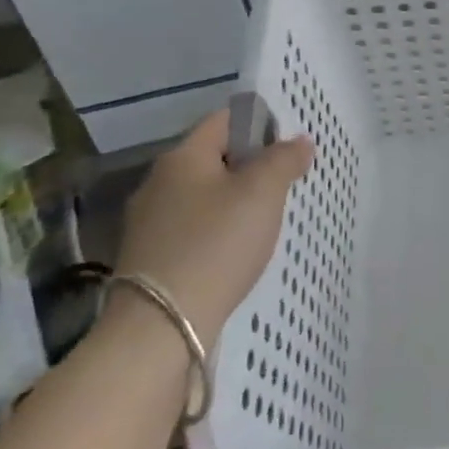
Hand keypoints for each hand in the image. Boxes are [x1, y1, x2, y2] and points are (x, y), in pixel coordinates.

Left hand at [115, 111, 313, 335]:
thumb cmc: (216, 244)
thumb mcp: (263, 193)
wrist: (160, 327)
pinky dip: (217, 231)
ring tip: (265, 220)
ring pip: (203, 196)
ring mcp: (149, 223)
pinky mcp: (149, 258)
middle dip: (249, 166)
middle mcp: (158, 182)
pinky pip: (192, 229)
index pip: (224, 121)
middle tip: (283, 184)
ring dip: (233, 201)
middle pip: (213, 159)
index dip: (259, 124)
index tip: (288, 146)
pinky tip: (236, 251)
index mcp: (182, 157)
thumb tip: (299, 141)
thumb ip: (284, 160)